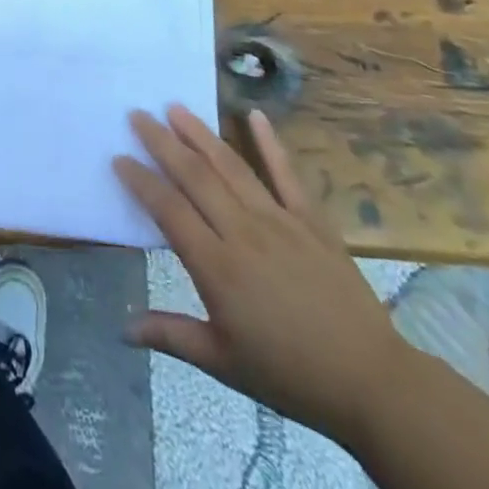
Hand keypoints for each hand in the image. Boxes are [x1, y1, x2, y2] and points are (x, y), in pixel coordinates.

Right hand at [114, 105, 413, 444]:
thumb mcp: (223, 362)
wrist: (370, 382)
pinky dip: (270, 143)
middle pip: (195, 176)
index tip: (118, 157)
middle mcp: (243, 232)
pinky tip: (254, 114)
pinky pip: (286, 174)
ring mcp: (279, 220)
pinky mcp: (311, 220)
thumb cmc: (289, 375)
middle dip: (162, 142)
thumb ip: (171, 335)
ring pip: (231, 166)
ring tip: (176, 107)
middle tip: (137, 114)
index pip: (168, 209)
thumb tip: (123, 328)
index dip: (140, 181)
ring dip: (201, 134)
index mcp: (218, 266)